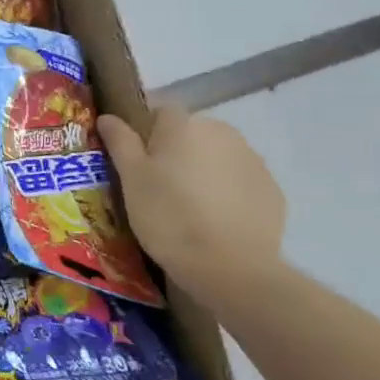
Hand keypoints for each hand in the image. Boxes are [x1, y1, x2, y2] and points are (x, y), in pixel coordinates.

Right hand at [98, 105, 285, 290]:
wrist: (230, 268)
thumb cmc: (169, 216)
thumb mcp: (132, 179)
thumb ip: (120, 142)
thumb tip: (108, 117)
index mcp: (184, 124)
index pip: (159, 111)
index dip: (145, 133)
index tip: (136, 163)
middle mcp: (222, 131)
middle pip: (191, 133)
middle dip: (176, 152)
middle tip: (159, 189)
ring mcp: (252, 160)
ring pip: (217, 156)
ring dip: (203, 171)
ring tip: (189, 208)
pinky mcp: (271, 190)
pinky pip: (240, 181)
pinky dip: (227, 193)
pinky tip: (216, 221)